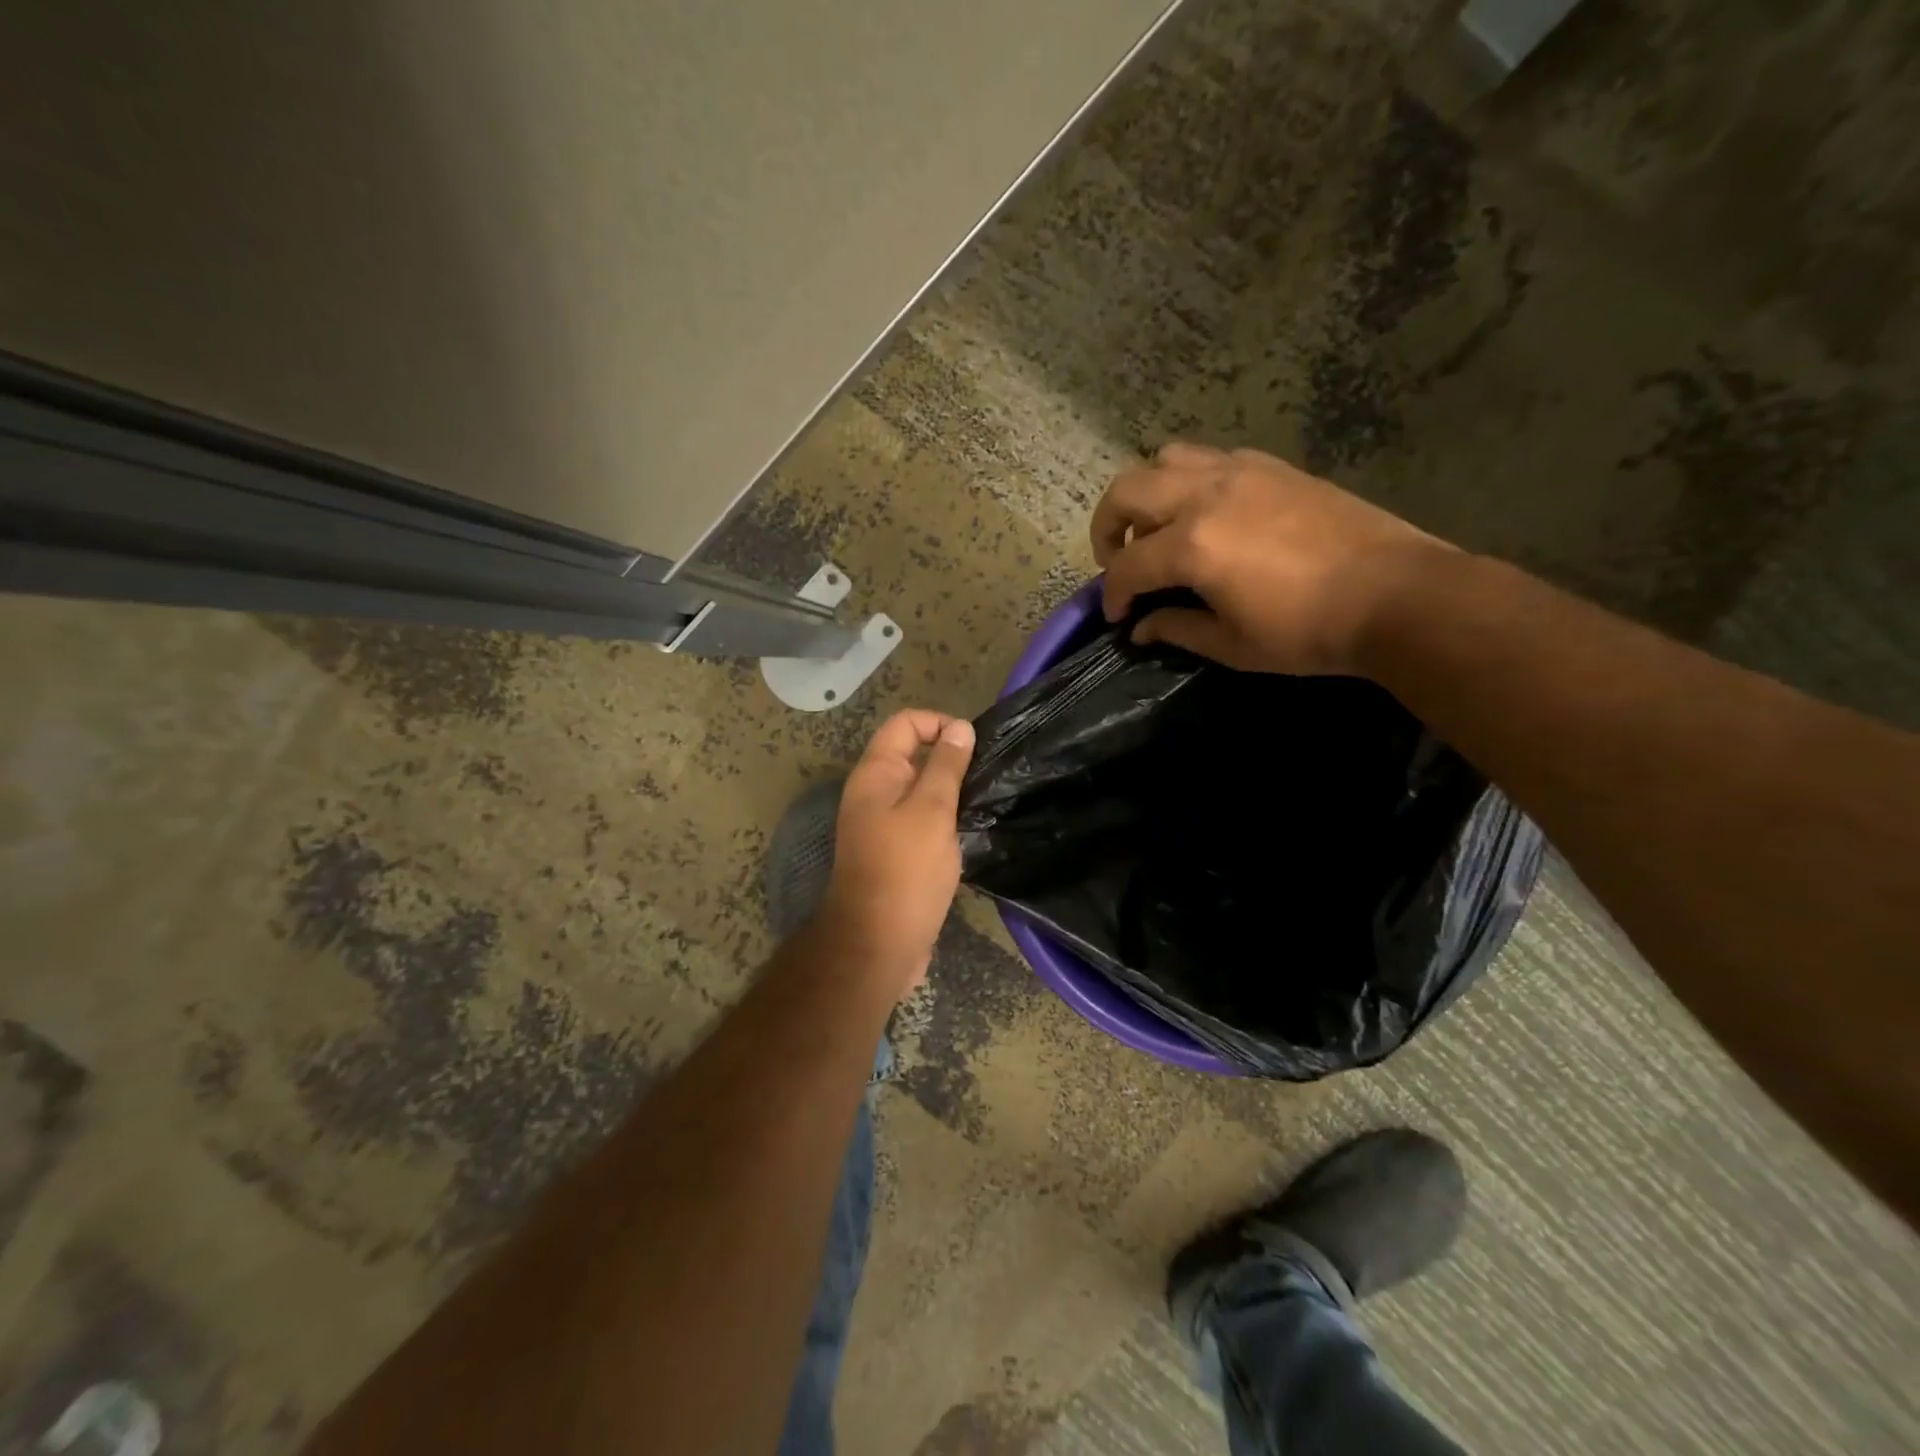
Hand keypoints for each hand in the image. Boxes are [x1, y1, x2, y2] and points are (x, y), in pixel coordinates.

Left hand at [819, 709, 975, 996]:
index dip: (939, 723)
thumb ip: (946, 766)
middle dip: (949, 756)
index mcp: (875, 774)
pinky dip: (944, 818)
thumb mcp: (932, 811)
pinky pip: (921, 820)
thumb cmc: (906, 870)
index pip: (905, 723)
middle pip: (912, 754)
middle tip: (985, 775)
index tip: (974, 746)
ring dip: (950, 790)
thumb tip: (960, 728)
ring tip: (983, 800)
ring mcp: (882, 824)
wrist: (878, 943)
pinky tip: (970, 830)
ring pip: (919, 789)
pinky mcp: (895, 852)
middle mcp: (874, 793)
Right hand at [1091, 443, 1453, 675]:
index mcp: (1192, 545)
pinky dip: (1190, 479)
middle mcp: (1206, 494)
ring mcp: (1241, 471)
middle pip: (1127, 491)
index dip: (1113, 594)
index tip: (1118, 616)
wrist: (1396, 595)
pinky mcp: (1272, 466)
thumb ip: (1176, 629)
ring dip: (1147, 493)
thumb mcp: (1232, 645)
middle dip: (1107, 528)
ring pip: (1165, 458)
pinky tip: (1207, 513)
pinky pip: (1211, 457)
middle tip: (1117, 561)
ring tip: (1159, 528)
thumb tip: (1141, 627)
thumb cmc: (1307, 631)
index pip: (1127, 565)